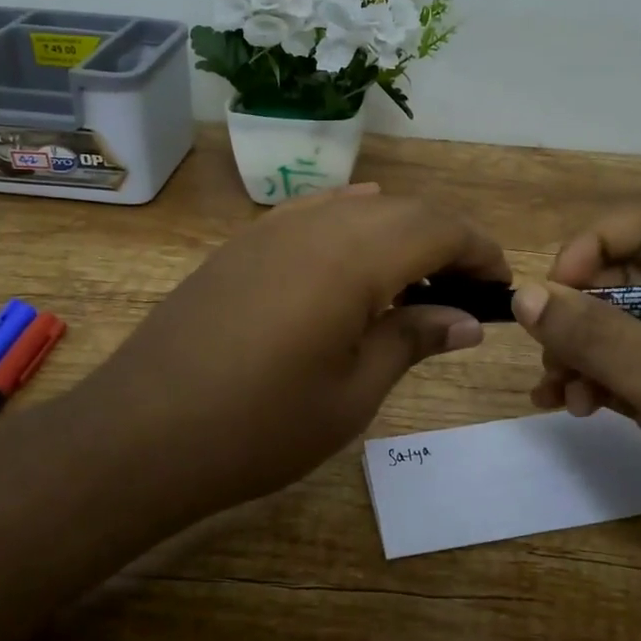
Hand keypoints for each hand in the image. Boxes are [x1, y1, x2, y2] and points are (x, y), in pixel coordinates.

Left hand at [91, 185, 508, 522]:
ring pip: (358, 206)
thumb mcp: (352, 393)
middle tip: (466, 289)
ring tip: (417, 279)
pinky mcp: (243, 244)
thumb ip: (413, 340)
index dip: (479, 250)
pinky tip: (356, 253)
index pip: (438, 228)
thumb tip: (466, 320)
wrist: (140, 434)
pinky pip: (314, 212)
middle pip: (403, 210)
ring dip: (400, 231)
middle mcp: (316, 224)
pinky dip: (351, 224)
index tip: (500, 285)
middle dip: (446, 239)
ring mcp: (272, 228)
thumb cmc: (259, 427)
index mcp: (353, 257)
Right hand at [516, 202, 640, 635]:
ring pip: (616, 329)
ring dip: (575, 351)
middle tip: (547, 349)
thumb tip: (523, 293)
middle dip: (579, 307)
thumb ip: (597, 335)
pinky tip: (563, 406)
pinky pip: (619, 375)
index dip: (603, 240)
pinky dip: (587, 383)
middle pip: (628, 277)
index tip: (561, 284)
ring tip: (556, 391)